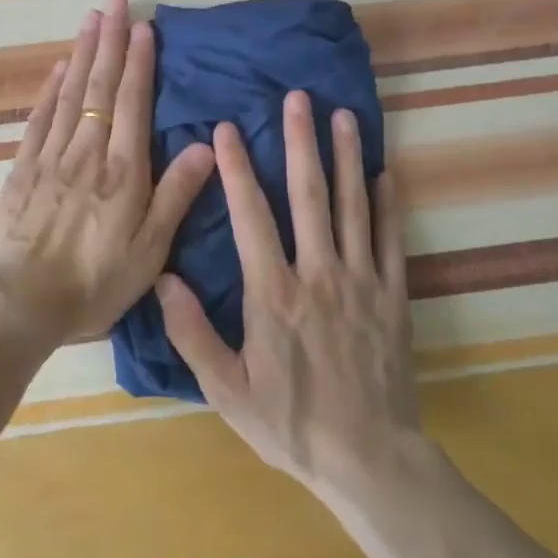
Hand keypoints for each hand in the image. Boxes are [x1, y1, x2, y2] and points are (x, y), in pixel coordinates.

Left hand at [0, 0, 215, 349]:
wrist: (19, 304)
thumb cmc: (93, 283)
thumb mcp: (148, 251)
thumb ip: (175, 196)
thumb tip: (207, 146)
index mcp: (121, 172)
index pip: (132, 103)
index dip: (139, 63)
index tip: (144, 27)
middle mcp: (86, 153)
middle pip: (99, 87)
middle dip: (110, 42)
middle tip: (115, 1)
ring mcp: (50, 158)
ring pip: (69, 94)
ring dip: (82, 54)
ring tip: (90, 19)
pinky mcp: (22, 170)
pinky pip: (39, 119)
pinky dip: (50, 90)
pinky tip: (57, 69)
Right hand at [157, 90, 419, 492]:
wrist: (368, 458)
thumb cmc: (290, 424)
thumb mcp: (227, 391)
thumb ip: (193, 334)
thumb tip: (164, 279)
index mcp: (273, 294)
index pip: (251, 217)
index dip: (236, 169)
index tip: (228, 129)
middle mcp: (318, 274)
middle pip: (308, 196)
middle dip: (300, 142)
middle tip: (297, 98)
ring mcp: (361, 282)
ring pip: (353, 207)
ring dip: (348, 158)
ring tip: (344, 116)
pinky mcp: (393, 296)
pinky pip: (391, 240)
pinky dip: (388, 204)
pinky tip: (385, 172)